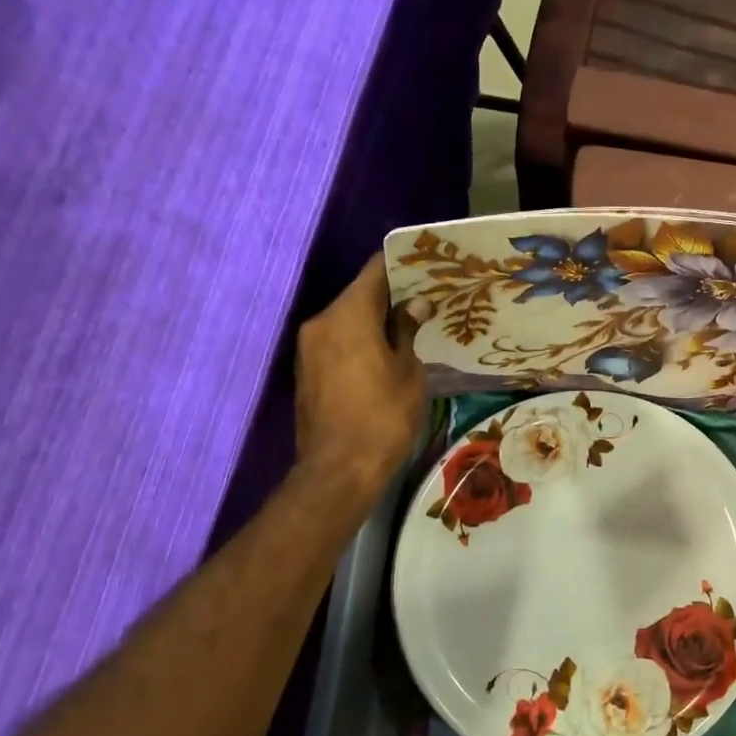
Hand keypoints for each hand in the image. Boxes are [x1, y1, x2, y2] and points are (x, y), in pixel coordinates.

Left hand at [291, 255, 427, 499]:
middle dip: (391, 295)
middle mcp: (322, 322)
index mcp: (348, 315)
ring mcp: (309, 348)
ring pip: (347, 318)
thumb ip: (407, 331)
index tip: (428, 266)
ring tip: (410, 326)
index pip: (375, 271)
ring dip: (375, 320)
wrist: (339, 470)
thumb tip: (415, 304)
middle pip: (359, 294)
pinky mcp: (306, 371)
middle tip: (426, 299)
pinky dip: (360, 340)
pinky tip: (385, 352)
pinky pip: (337, 341)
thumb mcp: (408, 371)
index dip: (403, 265)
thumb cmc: (384, 417)